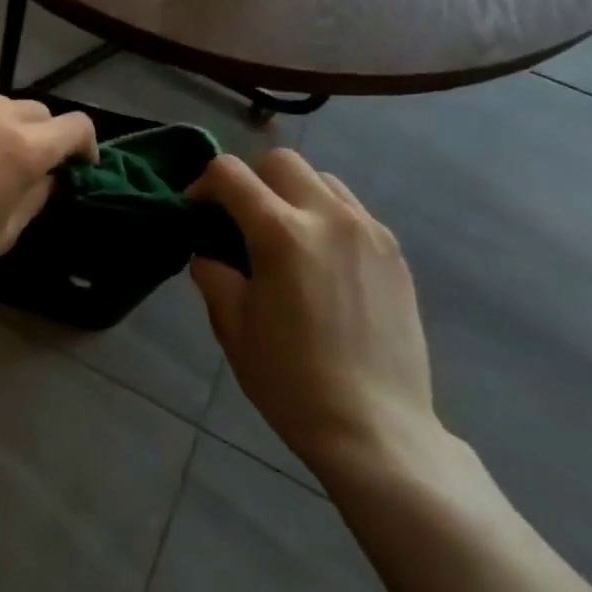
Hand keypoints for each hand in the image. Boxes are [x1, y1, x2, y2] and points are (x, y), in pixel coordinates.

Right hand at [189, 150, 442, 478]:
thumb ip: (213, 273)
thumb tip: (210, 252)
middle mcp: (328, 218)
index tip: (196, 212)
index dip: (203, 184)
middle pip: (279, 161)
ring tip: (284, 236)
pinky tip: (320, 260)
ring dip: (291, 193)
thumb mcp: (231, 325)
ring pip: (321, 179)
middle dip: (250, 180)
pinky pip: (352, 210)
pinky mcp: (394, 254)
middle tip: (239, 220)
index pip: (230, 173)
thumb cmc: (290, 380)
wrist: (376, 430)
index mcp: (281, 233)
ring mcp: (369, 232)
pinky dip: (325, 216)